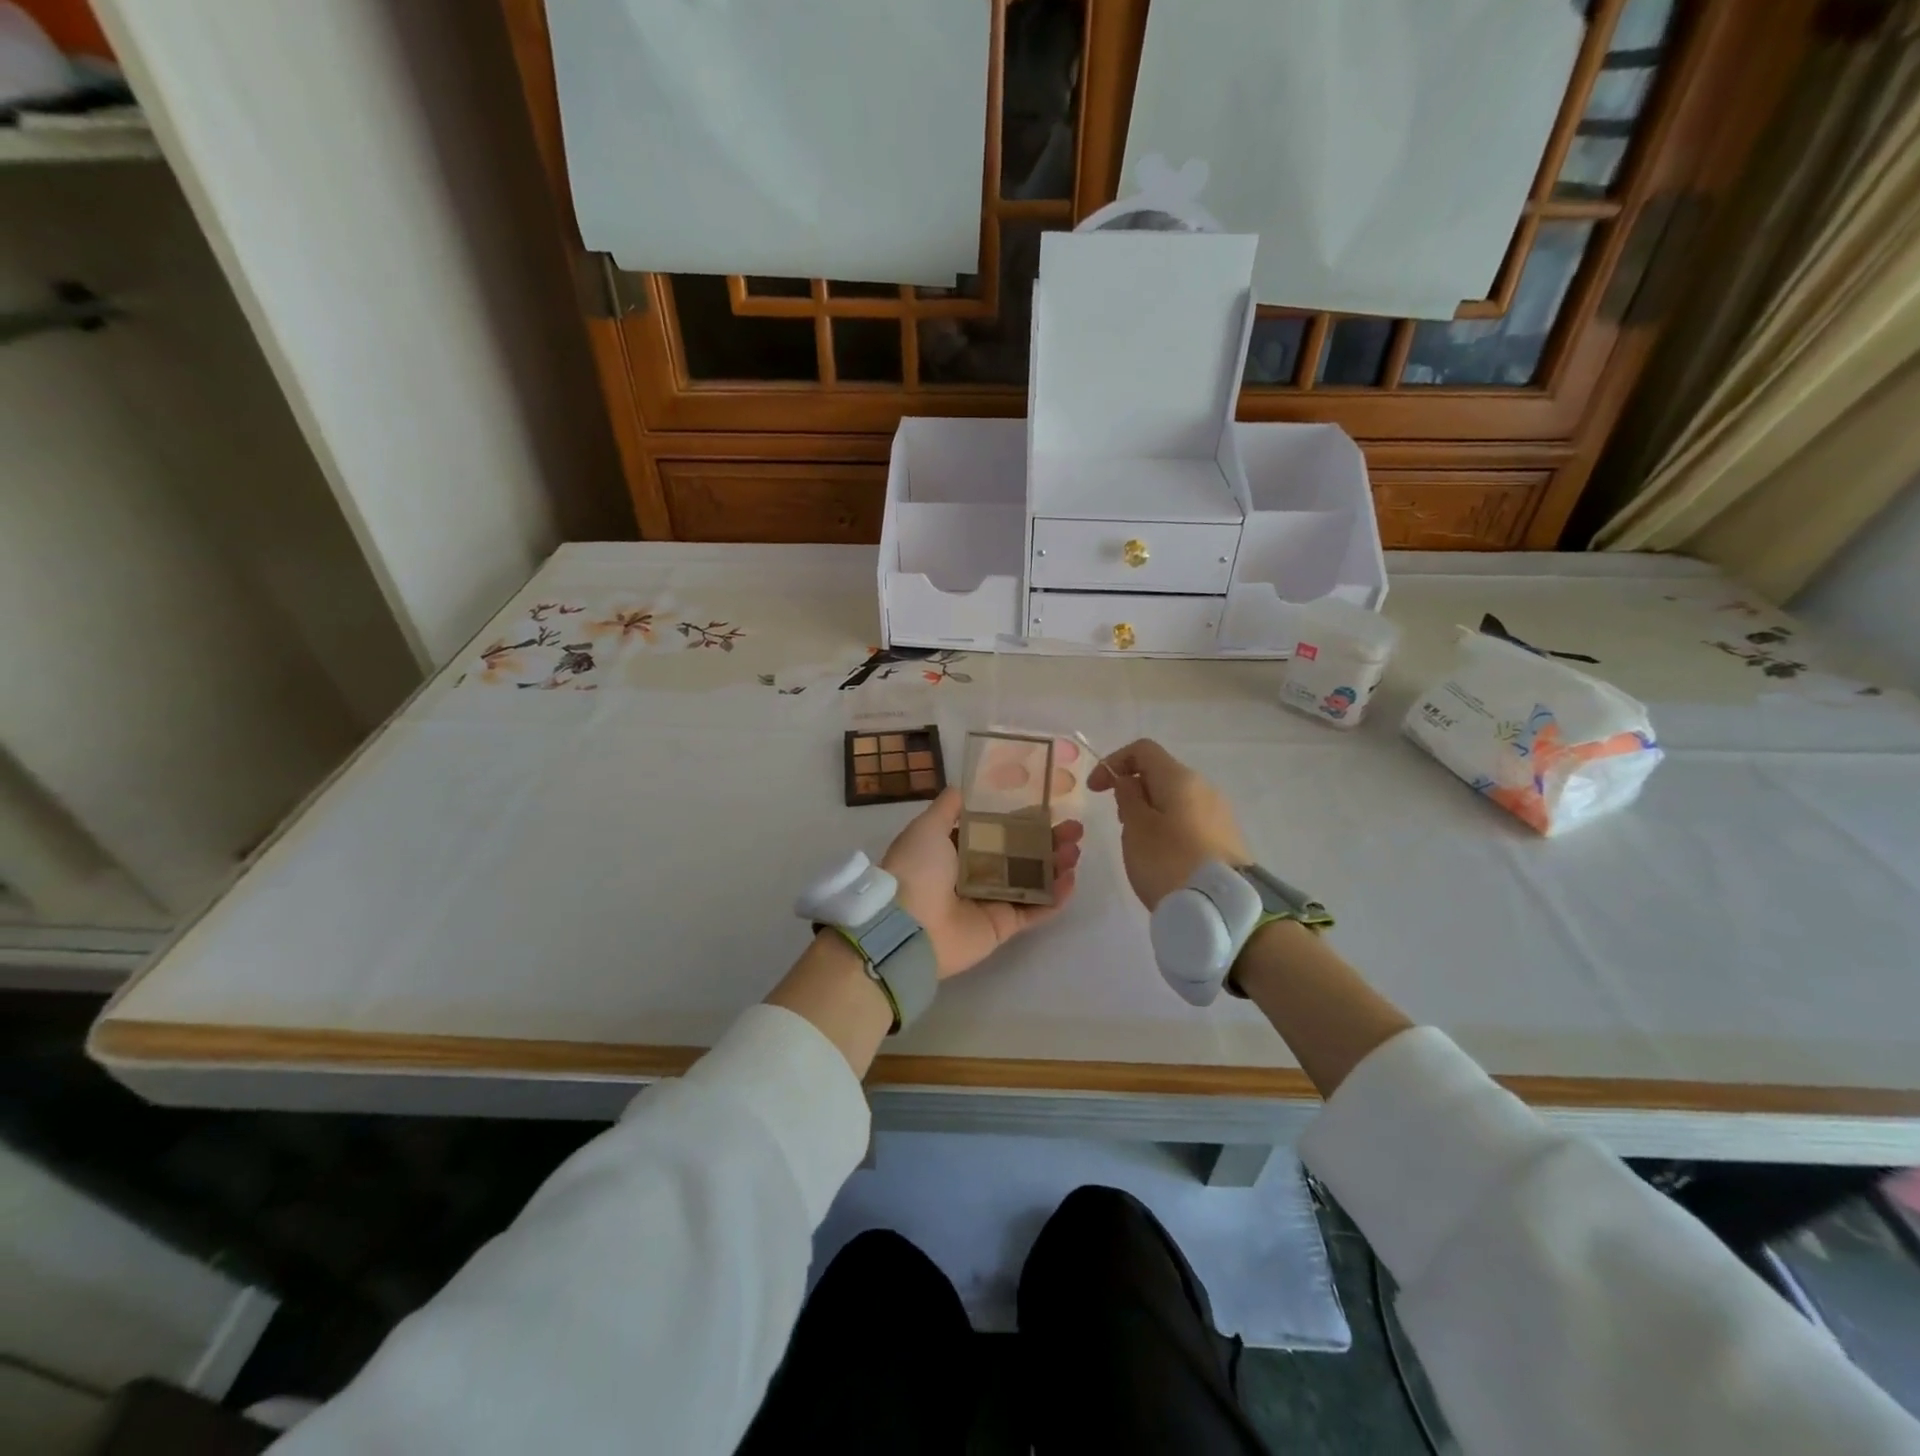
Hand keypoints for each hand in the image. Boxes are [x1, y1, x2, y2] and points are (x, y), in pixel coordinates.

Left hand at [880, 788, 1082, 977]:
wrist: (908, 926)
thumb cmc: (918, 869)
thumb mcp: (927, 827)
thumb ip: (948, 807)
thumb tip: (963, 787)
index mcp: (957, 849)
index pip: (998, 830)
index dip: (1023, 819)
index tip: (1049, 807)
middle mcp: (976, 873)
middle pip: (1021, 854)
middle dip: (1048, 840)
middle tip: (1075, 829)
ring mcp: (991, 900)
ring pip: (1033, 879)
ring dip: (1056, 864)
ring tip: (1075, 850)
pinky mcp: (1003, 926)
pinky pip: (1034, 910)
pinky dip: (1055, 898)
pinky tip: (1071, 879)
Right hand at [1087, 738, 1248, 908]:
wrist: (1223, 909)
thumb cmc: (1169, 862)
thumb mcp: (1136, 828)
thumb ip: (1127, 797)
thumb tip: (1130, 781)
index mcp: (1180, 778)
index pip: (1142, 750)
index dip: (1113, 762)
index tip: (1095, 791)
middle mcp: (1204, 787)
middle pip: (1160, 774)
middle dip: (1132, 790)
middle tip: (1119, 822)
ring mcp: (1218, 813)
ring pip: (1174, 799)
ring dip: (1149, 811)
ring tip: (1139, 844)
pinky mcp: (1225, 838)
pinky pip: (1189, 820)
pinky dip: (1168, 827)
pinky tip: (1163, 857)